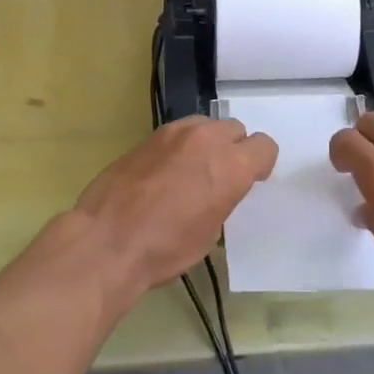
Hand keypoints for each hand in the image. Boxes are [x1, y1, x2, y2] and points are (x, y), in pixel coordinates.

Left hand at [69, 117, 277, 301]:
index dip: (260, 164)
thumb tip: (216, 190)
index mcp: (232, 166)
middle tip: (218, 177)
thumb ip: (223, 198)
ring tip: (190, 171)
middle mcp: (207, 139)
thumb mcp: (210, 231)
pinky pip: (177, 133)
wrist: (108, 240)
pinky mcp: (148, 136)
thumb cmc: (166, 248)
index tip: (249, 181)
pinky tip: (164, 172)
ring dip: (206, 143)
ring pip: (205, 125)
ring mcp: (175, 133)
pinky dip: (179, 147)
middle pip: (235, 129)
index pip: (265, 146)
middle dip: (233, 149)